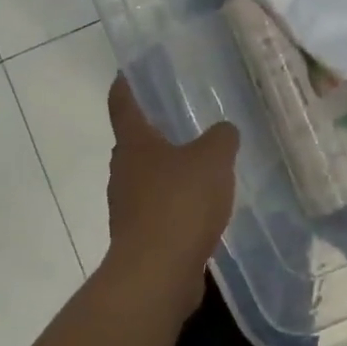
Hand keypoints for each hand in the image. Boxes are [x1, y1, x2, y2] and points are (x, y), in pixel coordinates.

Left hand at [100, 76, 239, 313]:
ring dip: (169, 170)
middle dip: (155, 131)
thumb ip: (222, 138)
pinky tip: (203, 207)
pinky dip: (177, 203)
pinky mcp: (140, 237)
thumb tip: (223, 131)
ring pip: (148, 178)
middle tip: (182, 118)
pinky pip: (160, 209)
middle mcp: (124, 171)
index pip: (123, 104)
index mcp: (135, 144)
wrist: (157, 273)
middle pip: (135, 143)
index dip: (125, 85)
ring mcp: (128, 207)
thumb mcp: (213, 159)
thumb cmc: (179, 203)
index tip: (127, 72)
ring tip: (201, 164)